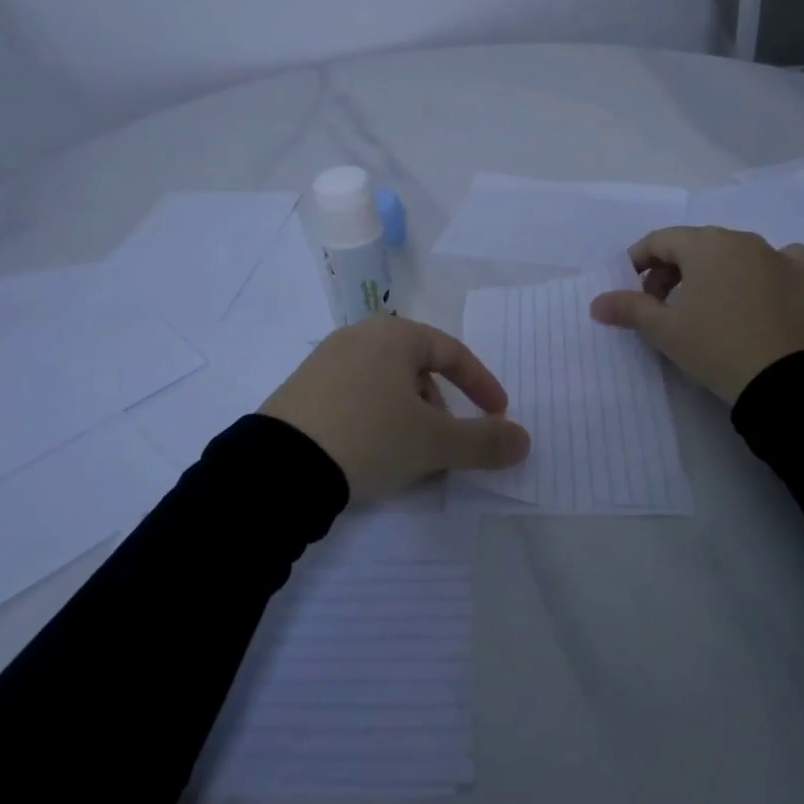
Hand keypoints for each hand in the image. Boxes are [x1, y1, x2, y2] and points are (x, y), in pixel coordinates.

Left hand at [260, 316, 530, 502]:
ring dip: (409, 418)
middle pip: (417, 369)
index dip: (481, 385)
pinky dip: (376, 421)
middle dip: (440, 408)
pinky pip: (355, 399)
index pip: (452, 352)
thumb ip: (485, 441)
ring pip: (386, 386)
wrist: (278, 467)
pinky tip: (371, 455)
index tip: (498, 415)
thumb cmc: (369, 437)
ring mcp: (325, 362)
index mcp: (394, 336)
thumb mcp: (434, 442)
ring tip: (409, 457)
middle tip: (447, 444)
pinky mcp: (301, 391)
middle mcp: (358, 337)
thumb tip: (524, 441)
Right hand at [589, 227, 803, 403]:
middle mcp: (743, 240)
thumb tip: (596, 302)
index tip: (629, 289)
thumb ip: (629, 309)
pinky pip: (778, 262)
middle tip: (660, 306)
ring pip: (733, 253)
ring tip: (702, 307)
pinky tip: (757, 291)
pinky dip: (761, 271)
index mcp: (706, 245)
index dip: (638, 261)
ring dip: (710, 272)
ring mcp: (778, 257)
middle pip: (695, 245)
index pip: (660, 240)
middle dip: (671, 270)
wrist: (786, 382)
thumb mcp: (665, 331)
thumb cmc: (717, 347)